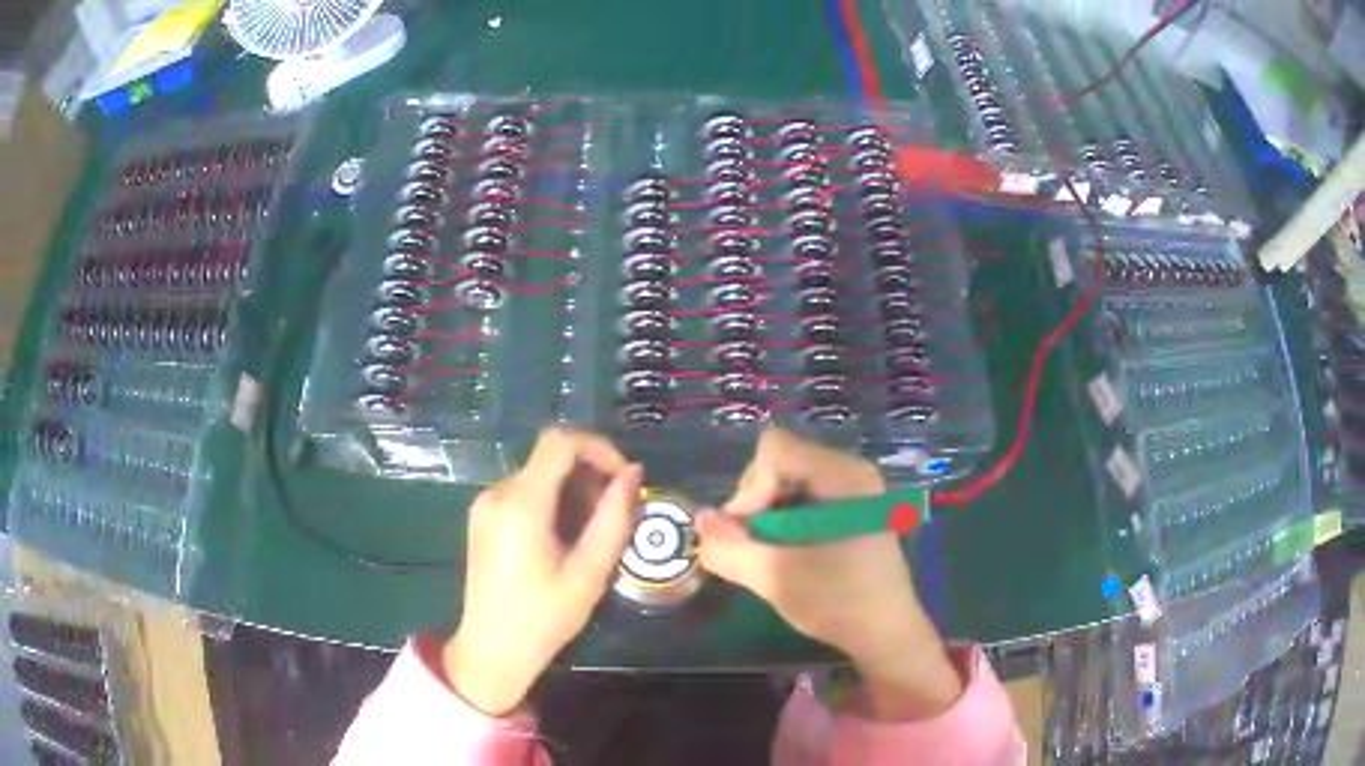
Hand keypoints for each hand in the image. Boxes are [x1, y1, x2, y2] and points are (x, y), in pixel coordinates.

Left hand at [444, 428, 642, 715]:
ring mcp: (485, 504)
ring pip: (538, 474)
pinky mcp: (482, 518)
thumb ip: (614, 519)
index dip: (598, 447)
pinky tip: (564, 538)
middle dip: (589, 474)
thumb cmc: (543, 619)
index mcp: (521, 504)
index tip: (624, 479)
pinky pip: (523, 492)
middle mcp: (497, 493)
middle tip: (613, 514)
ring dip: (572, 490)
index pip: (560, 442)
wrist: (491, 651)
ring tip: (591, 532)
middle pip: (549, 457)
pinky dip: (551, 501)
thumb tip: (633, 474)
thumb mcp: (589, 574)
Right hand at [695, 427, 962, 719]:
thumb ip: (730, 547)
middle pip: (780, 461)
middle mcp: (851, 470)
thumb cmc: (839, 602)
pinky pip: (803, 495)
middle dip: (756, 502)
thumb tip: (700, 519)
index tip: (749, 534)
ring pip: (788, 479)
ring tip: (770, 553)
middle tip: (755, 547)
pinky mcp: (851, 507)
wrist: (886, 633)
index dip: (749, 488)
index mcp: (843, 476)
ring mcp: (854, 488)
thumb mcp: (776, 577)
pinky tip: (788, 552)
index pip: (774, 450)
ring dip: (767, 514)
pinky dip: (784, 519)